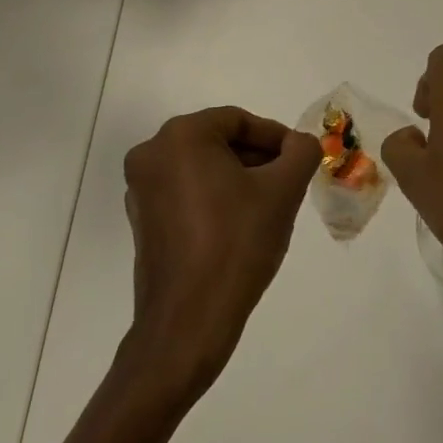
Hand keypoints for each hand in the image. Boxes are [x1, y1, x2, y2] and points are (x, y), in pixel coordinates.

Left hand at [121, 107, 320, 396]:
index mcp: (181, 136)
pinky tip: (240, 226)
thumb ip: (301, 153)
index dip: (275, 137)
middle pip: (218, 142)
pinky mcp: (142, 221)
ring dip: (238, 179)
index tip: (300, 160)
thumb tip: (301, 142)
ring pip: (202, 168)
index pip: (238, 120)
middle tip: (289, 182)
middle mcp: (152, 154)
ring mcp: (141, 189)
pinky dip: (215, 198)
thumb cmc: (237, 244)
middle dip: (257, 158)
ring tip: (270, 206)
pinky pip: (186, 193)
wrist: (189, 322)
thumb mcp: (283, 191)